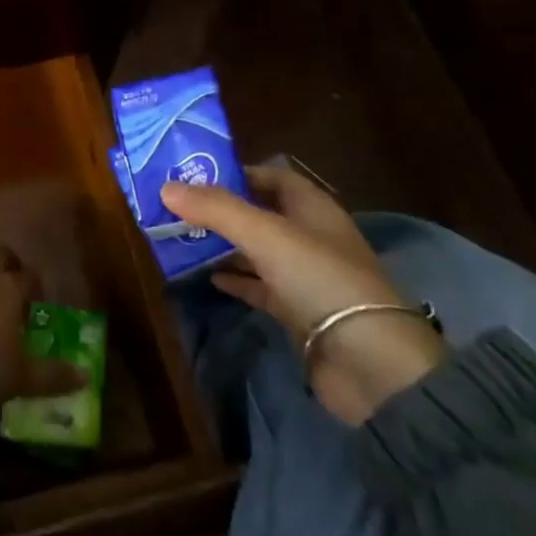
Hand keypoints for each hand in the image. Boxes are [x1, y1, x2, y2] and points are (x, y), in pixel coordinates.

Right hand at [162, 166, 447, 424]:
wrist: (369, 363)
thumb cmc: (319, 279)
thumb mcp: (264, 234)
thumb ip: (215, 209)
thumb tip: (166, 187)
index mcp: (312, 208)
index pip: (271, 176)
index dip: (236, 172)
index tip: (194, 174)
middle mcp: (310, 236)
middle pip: (260, 213)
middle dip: (221, 210)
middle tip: (177, 206)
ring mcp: (305, 276)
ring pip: (257, 250)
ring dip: (224, 245)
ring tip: (181, 238)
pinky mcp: (298, 311)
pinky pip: (260, 286)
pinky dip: (236, 280)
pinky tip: (208, 278)